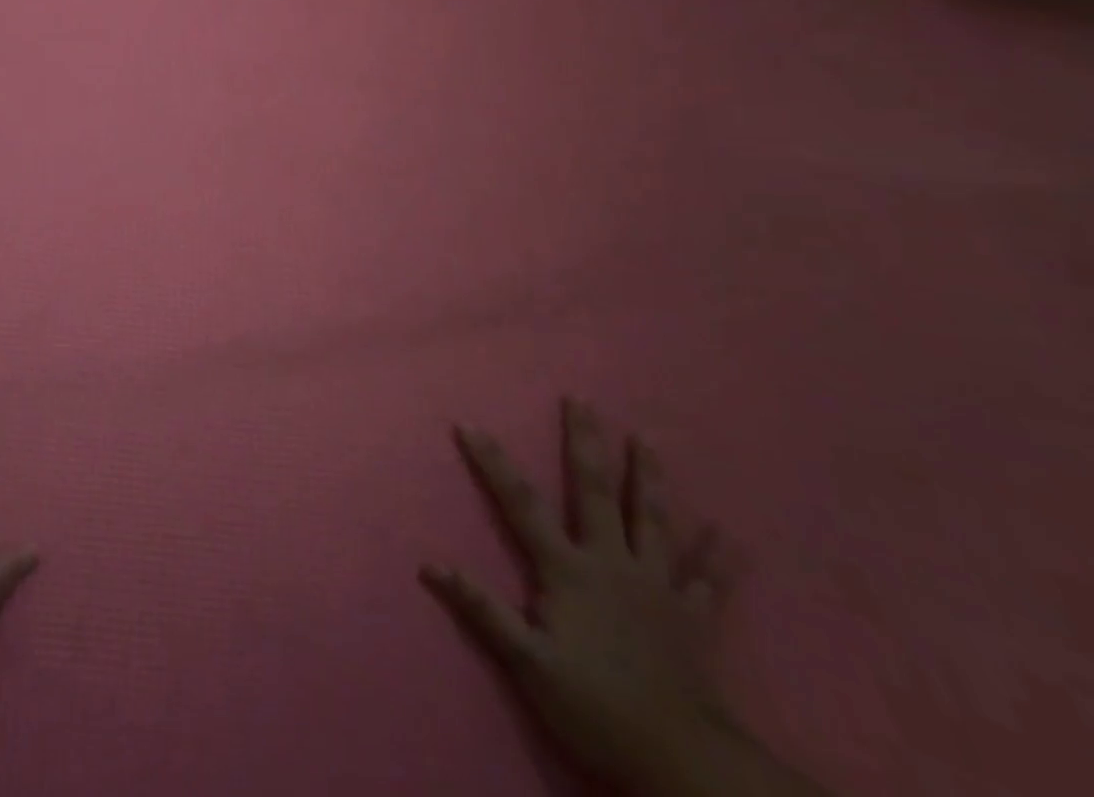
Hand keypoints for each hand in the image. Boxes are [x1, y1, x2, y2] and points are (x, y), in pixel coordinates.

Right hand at [422, 400, 744, 795]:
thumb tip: (429, 563)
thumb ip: (481, 609)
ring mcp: (656, 586)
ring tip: (647, 438)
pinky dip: (719, 557)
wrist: (681, 763)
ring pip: (651, 520)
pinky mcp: (692, 617)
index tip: (470, 424)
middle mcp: (611, 562)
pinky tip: (730, 534)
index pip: (521, 504)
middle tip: (581, 400)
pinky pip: (708, 581)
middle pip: (594, 492)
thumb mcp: (527, 663)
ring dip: (649, 477)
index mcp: (568, 569)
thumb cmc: (595, 707)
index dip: (493, 463)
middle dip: (585, 443)